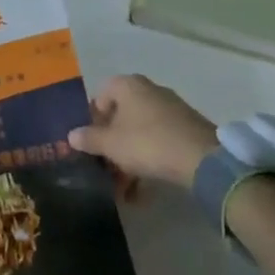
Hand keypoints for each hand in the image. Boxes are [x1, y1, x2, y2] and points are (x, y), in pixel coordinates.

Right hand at [67, 75, 216, 191]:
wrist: (203, 159)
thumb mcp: (111, 144)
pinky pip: (159, 141)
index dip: (93, 120)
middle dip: (112, 143)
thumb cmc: (147, 143)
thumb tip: (72, 135)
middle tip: (106, 166)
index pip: (101, 96)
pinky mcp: (187, 127)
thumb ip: (89, 138)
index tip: (91, 143)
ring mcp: (171, 108)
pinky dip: (149, 159)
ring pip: (140, 131)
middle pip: (121, 115)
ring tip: (125, 187)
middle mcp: (149, 90)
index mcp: (128, 85)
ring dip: (129, 157)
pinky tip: (145, 189)